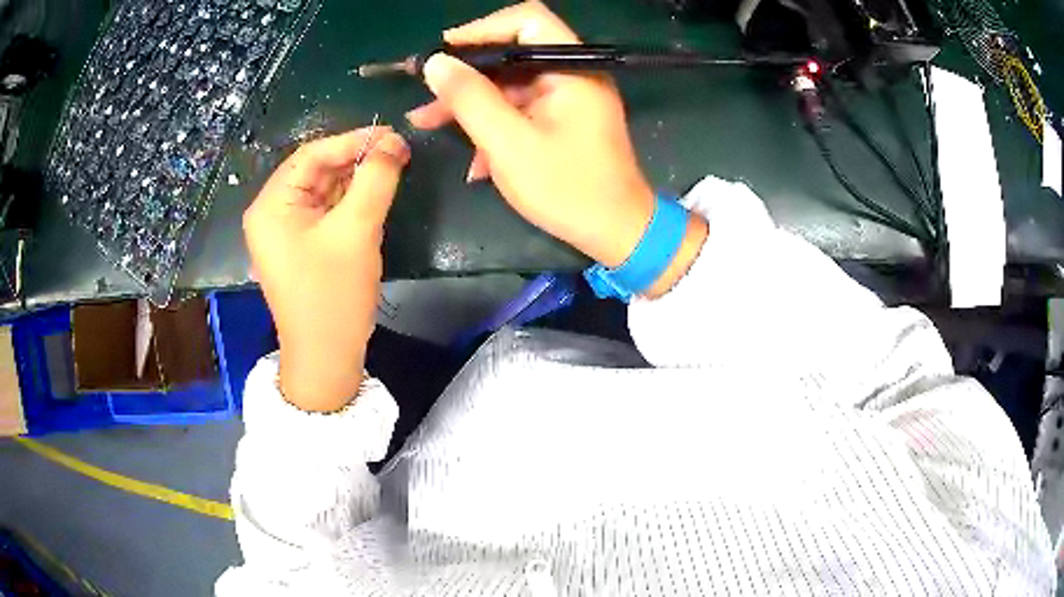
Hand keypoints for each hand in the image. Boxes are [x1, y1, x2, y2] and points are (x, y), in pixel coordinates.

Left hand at [243, 127, 409, 411]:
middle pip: (316, 171)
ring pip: (324, 190)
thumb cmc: (333, 295)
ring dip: (356, 180)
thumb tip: (394, 143)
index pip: (312, 155)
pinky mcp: (300, 245)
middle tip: (398, 153)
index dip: (353, 141)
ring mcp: (285, 231)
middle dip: (356, 160)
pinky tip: (375, 195)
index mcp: (271, 205)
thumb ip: (375, 179)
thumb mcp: (356, 231)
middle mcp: (272, 212)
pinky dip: (350, 201)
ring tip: (393, 170)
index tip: (394, 135)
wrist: (326, 358)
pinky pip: (326, 211)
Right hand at [408, 1, 706, 295]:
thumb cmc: (569, 189)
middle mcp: (572, 74)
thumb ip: (471, 99)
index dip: (481, 29)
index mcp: (571, 69)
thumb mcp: (510, 145)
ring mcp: (568, 98)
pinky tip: (472, 161)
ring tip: (428, 122)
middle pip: (512, 53)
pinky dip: (494, 126)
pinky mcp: (563, 121)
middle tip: (427, 93)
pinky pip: (521, 110)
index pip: (527, 20)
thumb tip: (435, 62)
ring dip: (471, 104)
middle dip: (466, 74)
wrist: (617, 233)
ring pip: (510, 85)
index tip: (443, 53)